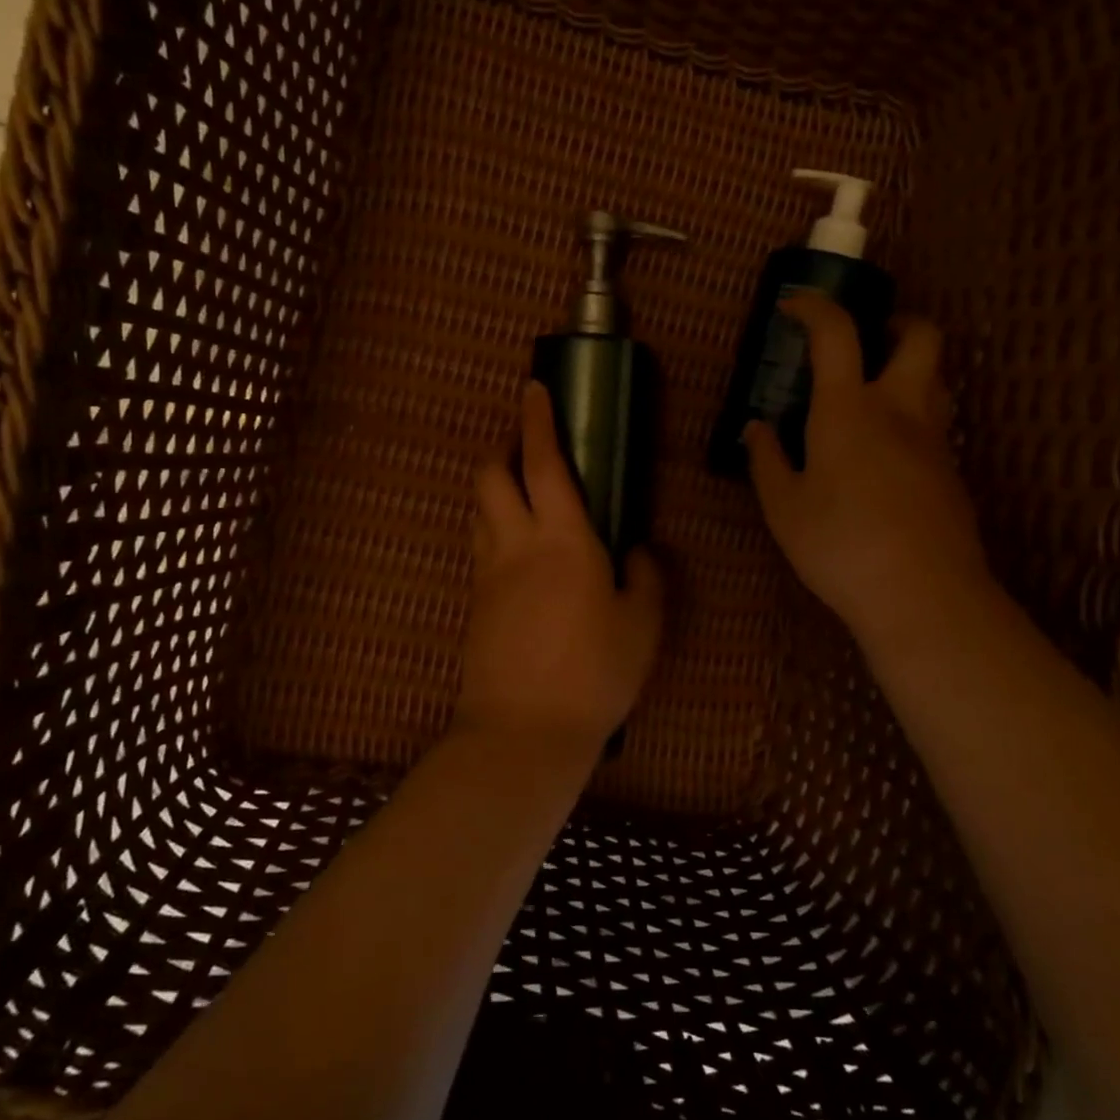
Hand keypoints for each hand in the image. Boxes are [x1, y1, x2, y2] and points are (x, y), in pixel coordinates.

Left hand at [458, 383, 664, 756]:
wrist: (522, 732)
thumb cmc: (594, 674)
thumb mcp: (642, 625)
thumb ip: (644, 577)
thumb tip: (636, 549)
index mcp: (562, 540)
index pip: (544, 464)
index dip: (537, 421)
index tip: (533, 388)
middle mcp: (516, 545)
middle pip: (491, 476)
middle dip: (504, 449)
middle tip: (529, 449)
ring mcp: (487, 574)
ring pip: (479, 510)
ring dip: (495, 488)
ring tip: (523, 496)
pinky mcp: (475, 604)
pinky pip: (480, 548)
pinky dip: (495, 531)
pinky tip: (519, 554)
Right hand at [745, 294, 991, 648]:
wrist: (923, 595)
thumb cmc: (841, 546)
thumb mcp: (785, 508)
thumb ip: (767, 461)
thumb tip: (756, 428)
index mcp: (849, 410)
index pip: (836, 333)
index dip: (814, 308)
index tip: (793, 307)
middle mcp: (900, 410)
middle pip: (921, 336)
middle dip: (896, 322)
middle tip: (866, 342)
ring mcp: (934, 440)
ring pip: (937, 378)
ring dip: (909, 370)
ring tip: (872, 399)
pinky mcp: (952, 472)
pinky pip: (936, 424)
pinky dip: (913, 418)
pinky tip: (886, 458)